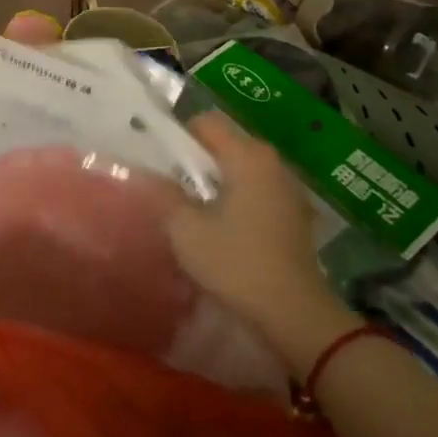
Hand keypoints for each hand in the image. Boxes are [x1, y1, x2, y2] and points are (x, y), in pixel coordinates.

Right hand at [164, 113, 362, 375]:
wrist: (295, 314)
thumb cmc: (236, 263)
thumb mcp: (186, 229)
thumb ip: (162, 193)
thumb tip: (142, 172)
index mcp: (247, 156)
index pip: (205, 123)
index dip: (178, 136)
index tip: (159, 162)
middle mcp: (272, 162)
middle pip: (225, 143)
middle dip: (195, 160)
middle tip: (170, 185)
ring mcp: (288, 188)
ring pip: (240, 168)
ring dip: (215, 180)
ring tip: (193, 207)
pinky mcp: (294, 214)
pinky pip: (256, 189)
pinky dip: (235, 197)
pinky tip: (221, 225)